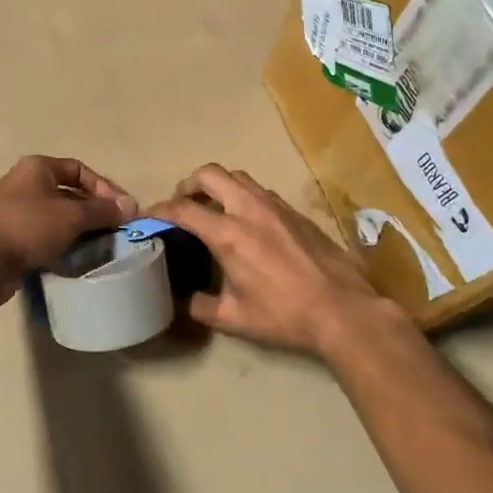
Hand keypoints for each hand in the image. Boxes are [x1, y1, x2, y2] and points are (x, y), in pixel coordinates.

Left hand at [0, 156, 137, 305]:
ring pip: (56, 218)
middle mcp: (24, 184)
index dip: (105, 188)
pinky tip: (75, 260)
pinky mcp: (9, 239)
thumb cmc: (27, 227)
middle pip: (69, 194)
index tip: (123, 210)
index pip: (80, 170)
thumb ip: (102, 211)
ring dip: (78, 231)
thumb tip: (130, 206)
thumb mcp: (71, 216)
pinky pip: (43, 238)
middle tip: (115, 231)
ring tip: (99, 248)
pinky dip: (60, 246)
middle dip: (93, 212)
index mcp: (37, 168)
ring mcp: (14, 213)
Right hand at [151, 164, 396, 356]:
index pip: (183, 209)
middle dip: (187, 184)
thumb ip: (201, 307)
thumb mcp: (234, 319)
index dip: (159, 209)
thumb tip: (184, 301)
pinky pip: (260, 190)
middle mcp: (249, 209)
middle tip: (182, 204)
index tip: (149, 217)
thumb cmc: (285, 315)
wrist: (343, 308)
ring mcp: (275, 205)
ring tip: (212, 208)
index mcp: (228, 234)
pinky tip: (246, 221)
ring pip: (237, 176)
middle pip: (210, 174)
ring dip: (218, 186)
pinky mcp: (295, 211)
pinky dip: (242, 195)